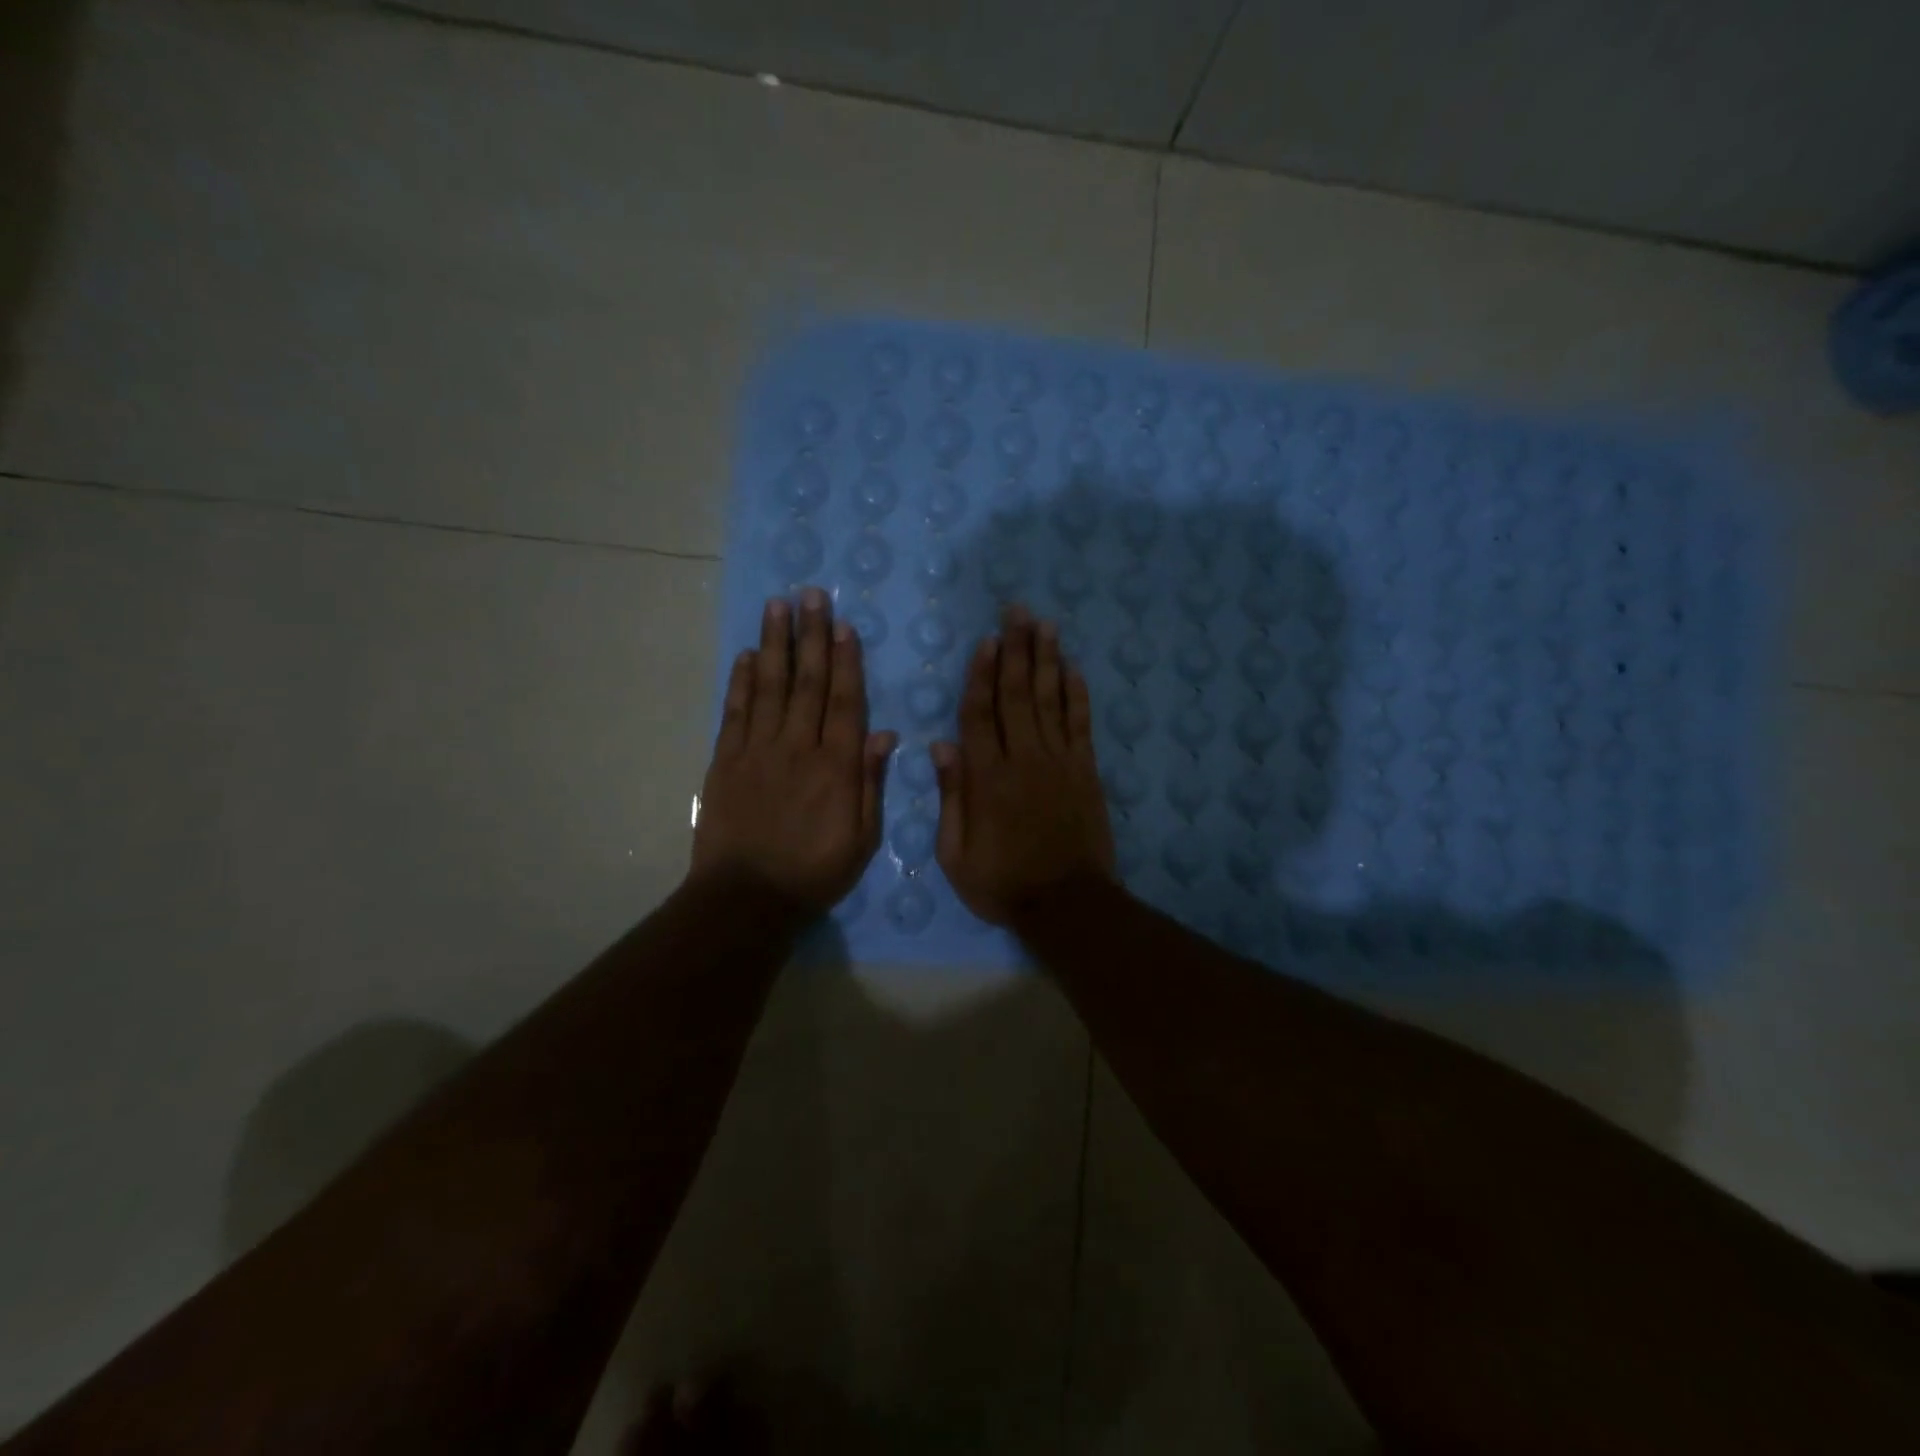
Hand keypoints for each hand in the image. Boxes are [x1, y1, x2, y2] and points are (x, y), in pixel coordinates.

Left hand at [692, 589, 895, 912]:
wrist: (747, 897)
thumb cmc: (814, 872)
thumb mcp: (861, 838)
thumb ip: (871, 783)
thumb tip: (884, 734)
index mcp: (836, 766)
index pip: (845, 702)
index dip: (846, 661)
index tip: (843, 625)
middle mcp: (798, 747)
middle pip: (808, 683)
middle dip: (811, 636)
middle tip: (811, 595)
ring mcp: (758, 750)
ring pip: (769, 687)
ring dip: (775, 645)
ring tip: (777, 607)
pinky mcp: (726, 761)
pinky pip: (735, 712)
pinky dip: (740, 681)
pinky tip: (745, 655)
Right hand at [933, 604, 1114, 924]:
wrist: (1067, 904)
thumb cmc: (1002, 882)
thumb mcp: (956, 853)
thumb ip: (951, 796)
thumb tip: (942, 746)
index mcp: (987, 778)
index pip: (980, 714)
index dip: (981, 675)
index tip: (986, 641)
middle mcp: (1023, 759)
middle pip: (1018, 694)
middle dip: (1016, 650)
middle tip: (1017, 611)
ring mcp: (1060, 762)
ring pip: (1050, 700)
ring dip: (1046, 659)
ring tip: (1044, 625)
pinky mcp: (1086, 771)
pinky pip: (1080, 724)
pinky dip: (1076, 694)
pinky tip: (1072, 668)